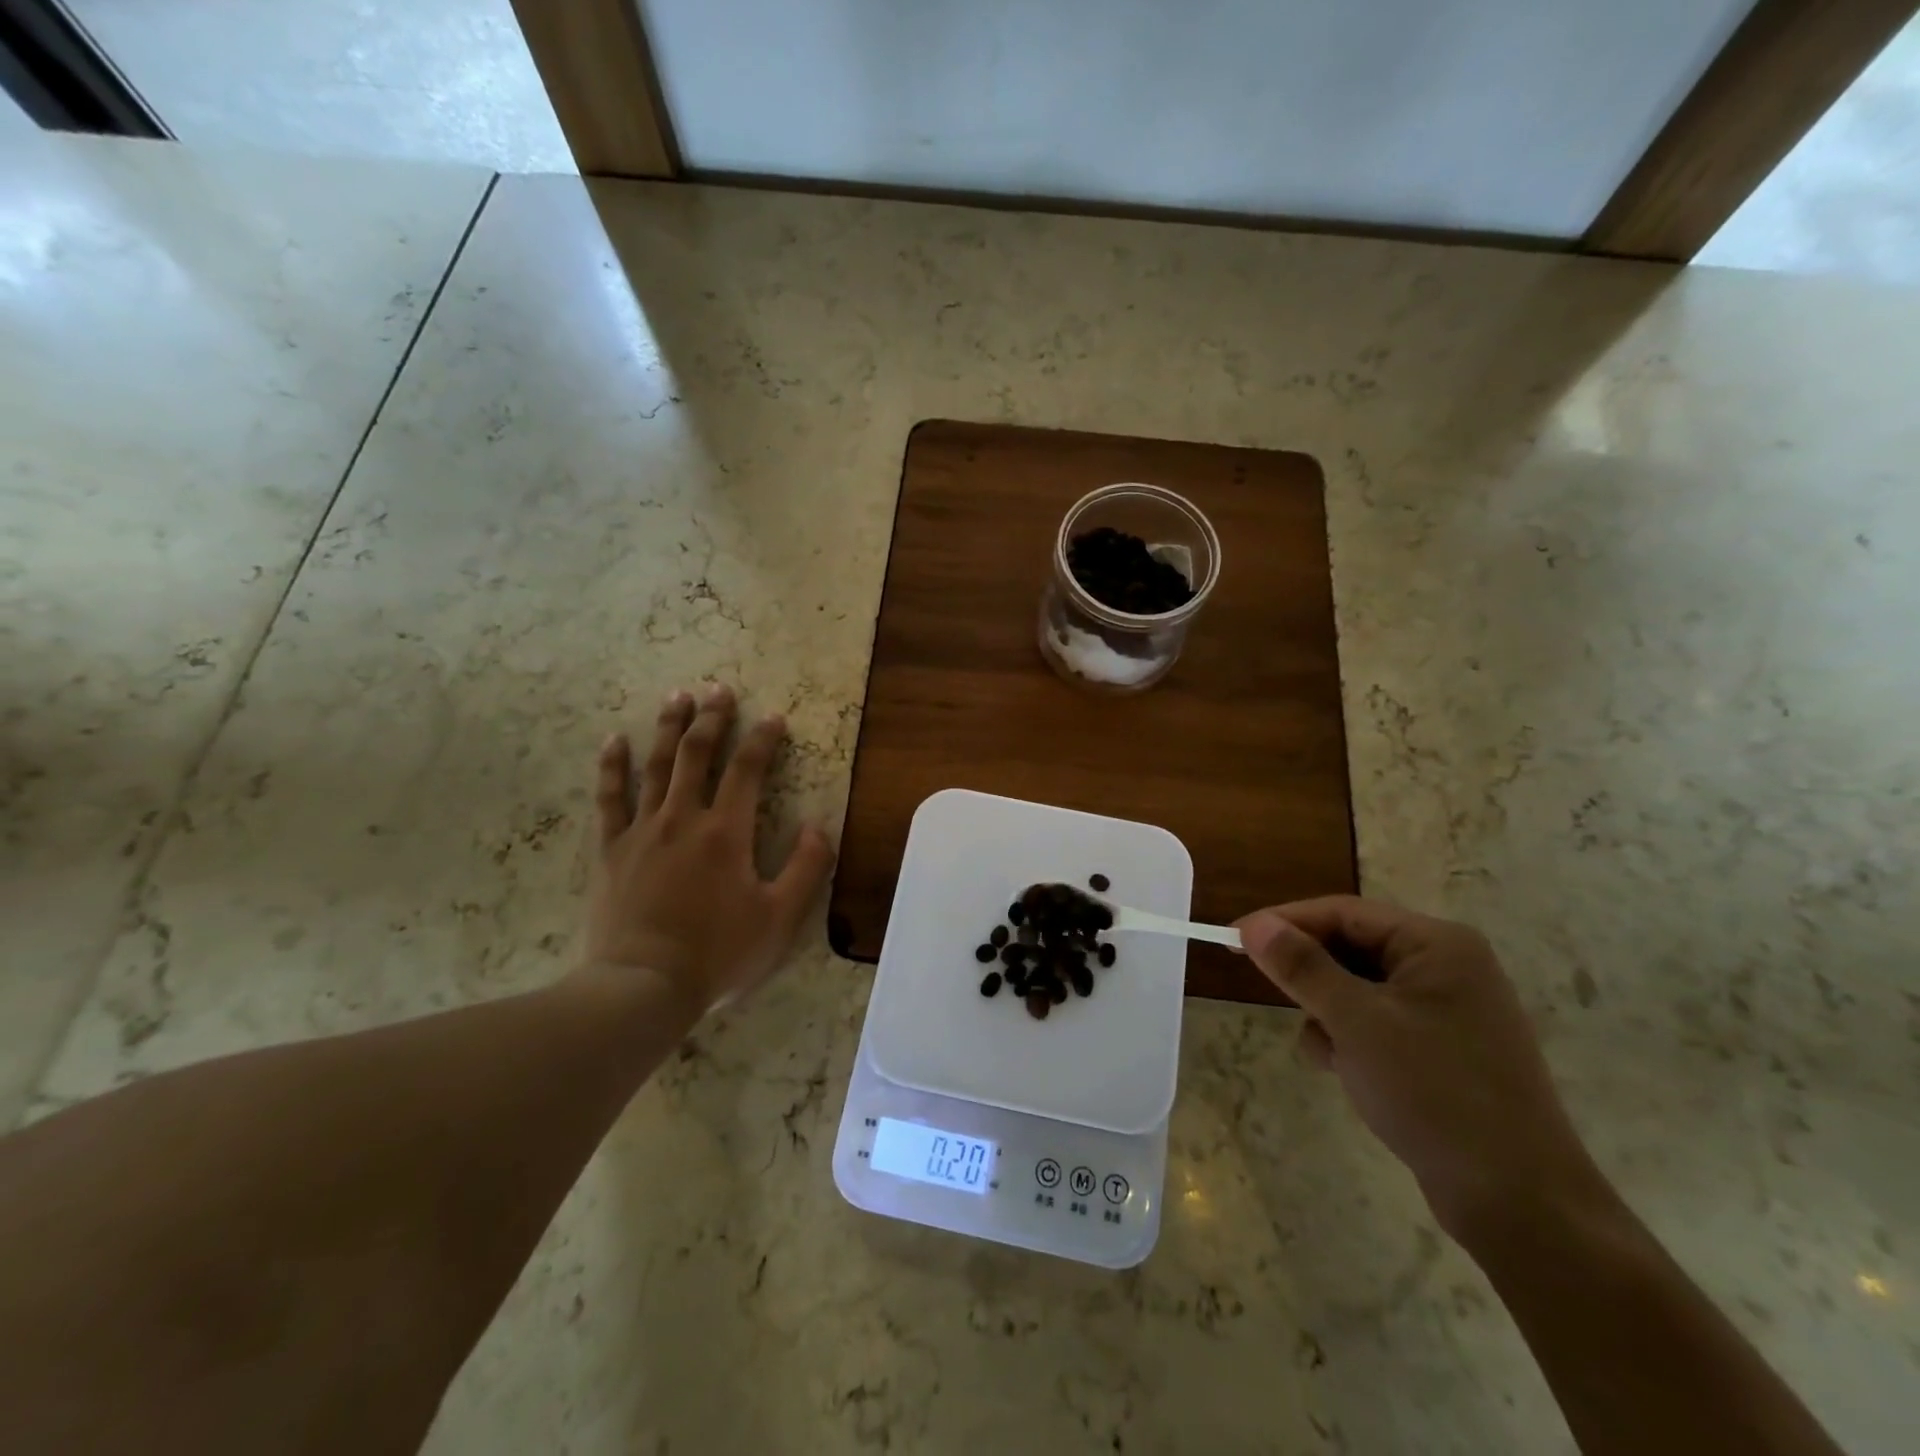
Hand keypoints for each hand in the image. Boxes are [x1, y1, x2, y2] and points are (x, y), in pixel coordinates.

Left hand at [583, 685, 835, 1012]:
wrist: (643, 986)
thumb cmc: (718, 953)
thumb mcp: (780, 918)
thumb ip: (808, 868)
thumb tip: (818, 827)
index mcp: (727, 832)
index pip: (748, 770)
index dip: (763, 739)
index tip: (774, 717)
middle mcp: (683, 819)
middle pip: (697, 755)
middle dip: (712, 719)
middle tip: (719, 689)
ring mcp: (642, 831)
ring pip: (655, 766)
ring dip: (668, 729)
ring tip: (677, 697)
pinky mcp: (611, 850)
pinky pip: (609, 799)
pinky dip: (611, 767)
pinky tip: (613, 741)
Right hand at [1234, 897, 1612, 1240]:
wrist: (1520, 1204)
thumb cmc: (1436, 1094)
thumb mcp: (1357, 1023)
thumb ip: (1302, 967)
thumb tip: (1253, 926)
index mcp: (1437, 946)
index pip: (1343, 912)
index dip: (1284, 922)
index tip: (1232, 938)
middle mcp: (1446, 968)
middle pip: (1351, 948)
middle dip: (1311, 976)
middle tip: (1271, 991)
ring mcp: (1447, 1012)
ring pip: (1357, 989)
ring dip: (1329, 1014)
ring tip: (1330, 1053)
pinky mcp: (1442, 1052)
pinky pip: (1376, 1024)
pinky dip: (1351, 1040)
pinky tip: (1349, 1073)